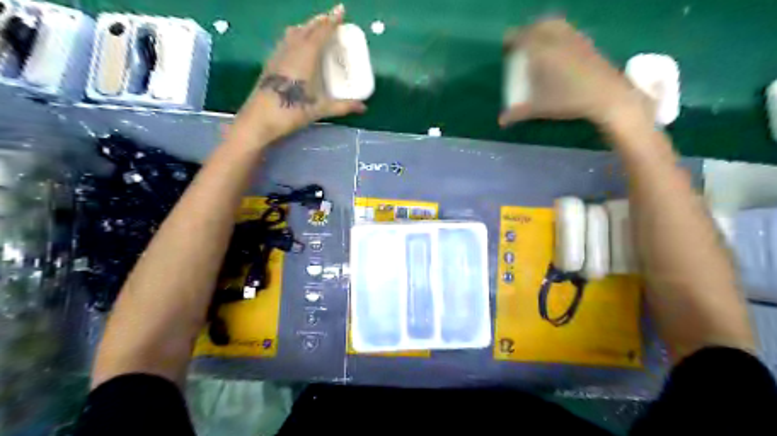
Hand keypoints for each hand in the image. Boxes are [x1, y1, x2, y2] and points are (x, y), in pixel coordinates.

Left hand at [236, 6, 368, 141]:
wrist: (260, 119)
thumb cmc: (292, 111)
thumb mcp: (320, 109)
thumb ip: (343, 106)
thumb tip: (363, 108)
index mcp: (306, 57)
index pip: (321, 32)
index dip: (332, 20)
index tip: (340, 9)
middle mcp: (291, 50)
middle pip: (307, 29)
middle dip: (320, 21)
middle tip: (330, 18)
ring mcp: (278, 55)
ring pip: (293, 33)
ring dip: (306, 27)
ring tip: (315, 27)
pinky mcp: (270, 62)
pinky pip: (285, 41)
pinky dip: (295, 36)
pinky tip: (296, 44)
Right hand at [498, 19, 650, 128]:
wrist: (606, 96)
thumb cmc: (568, 101)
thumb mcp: (539, 109)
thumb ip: (517, 113)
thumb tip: (501, 121)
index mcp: (541, 51)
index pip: (521, 37)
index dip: (511, 40)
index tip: (506, 48)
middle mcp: (557, 39)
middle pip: (537, 26)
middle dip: (526, 32)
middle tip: (520, 44)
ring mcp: (574, 38)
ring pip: (554, 24)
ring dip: (542, 29)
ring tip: (537, 43)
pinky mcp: (587, 42)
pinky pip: (567, 30)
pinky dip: (558, 33)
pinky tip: (557, 47)